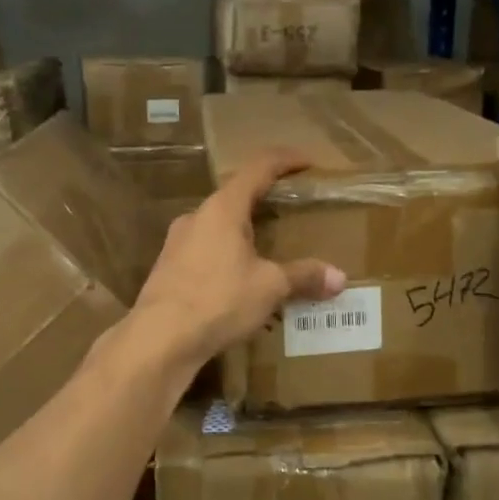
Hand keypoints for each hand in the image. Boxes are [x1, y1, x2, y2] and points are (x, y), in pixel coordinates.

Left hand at [130, 149, 346, 374]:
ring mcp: (177, 243)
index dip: (285, 160)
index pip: (258, 168)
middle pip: (236, 197)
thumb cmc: (218, 300)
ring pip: (218, 228)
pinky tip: (240, 283)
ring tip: (268, 252)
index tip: (308, 162)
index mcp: (223, 208)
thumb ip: (303, 277)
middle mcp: (196, 217)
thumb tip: (339, 278)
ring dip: (244, 234)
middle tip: (291, 213)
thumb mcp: (269, 287)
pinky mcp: (168, 270)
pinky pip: (205, 253)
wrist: (159, 338)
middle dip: (265, 202)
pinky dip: (227, 258)